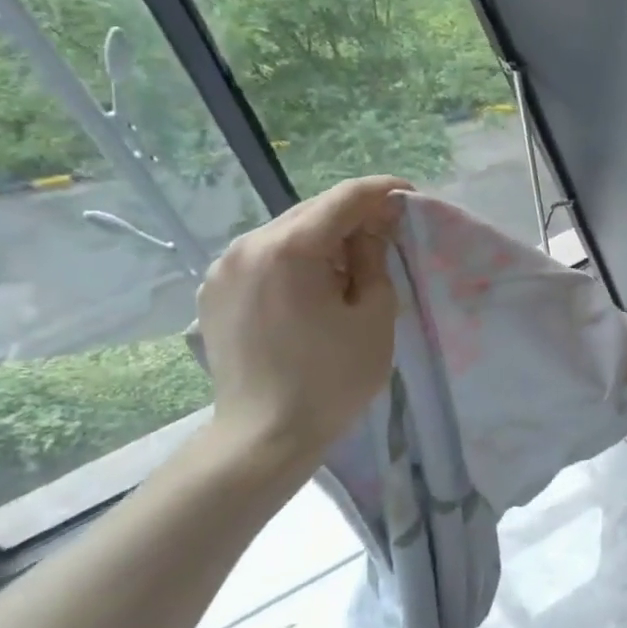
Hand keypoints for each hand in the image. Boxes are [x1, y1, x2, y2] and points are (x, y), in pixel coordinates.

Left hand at [195, 175, 409, 477]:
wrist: (264, 437)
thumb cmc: (332, 378)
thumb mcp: (374, 315)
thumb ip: (374, 258)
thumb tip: (371, 227)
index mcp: (289, 248)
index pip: (344, 198)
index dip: (383, 191)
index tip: (411, 195)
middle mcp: (247, 246)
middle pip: (312, 211)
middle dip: (354, 215)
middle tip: (389, 230)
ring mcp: (224, 268)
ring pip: (286, 233)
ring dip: (324, 238)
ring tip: (353, 263)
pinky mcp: (214, 292)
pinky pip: (264, 257)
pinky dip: (295, 259)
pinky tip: (315, 285)